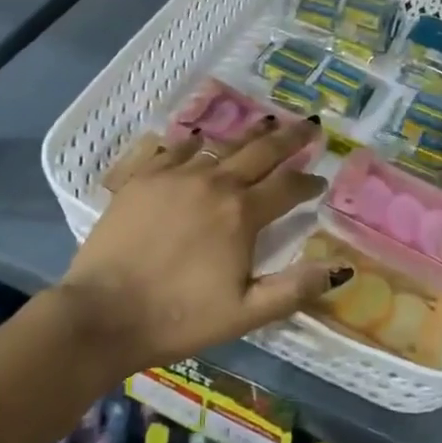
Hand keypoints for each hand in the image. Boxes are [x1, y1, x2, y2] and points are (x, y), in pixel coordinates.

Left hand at [56, 117, 345, 374]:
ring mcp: (175, 175)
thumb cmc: (179, 318)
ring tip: (267, 124)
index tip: (320, 181)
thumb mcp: (245, 314)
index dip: (308, 182)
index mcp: (241, 214)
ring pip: (220, 145)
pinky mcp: (143, 177)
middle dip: (290, 139)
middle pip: (261, 151)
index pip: (287, 187)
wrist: (102, 313)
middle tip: (309, 127)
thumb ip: (294, 289)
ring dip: (248, 136)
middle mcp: (214, 183)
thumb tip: (339, 267)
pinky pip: (176, 149)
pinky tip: (200, 139)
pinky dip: (195, 142)